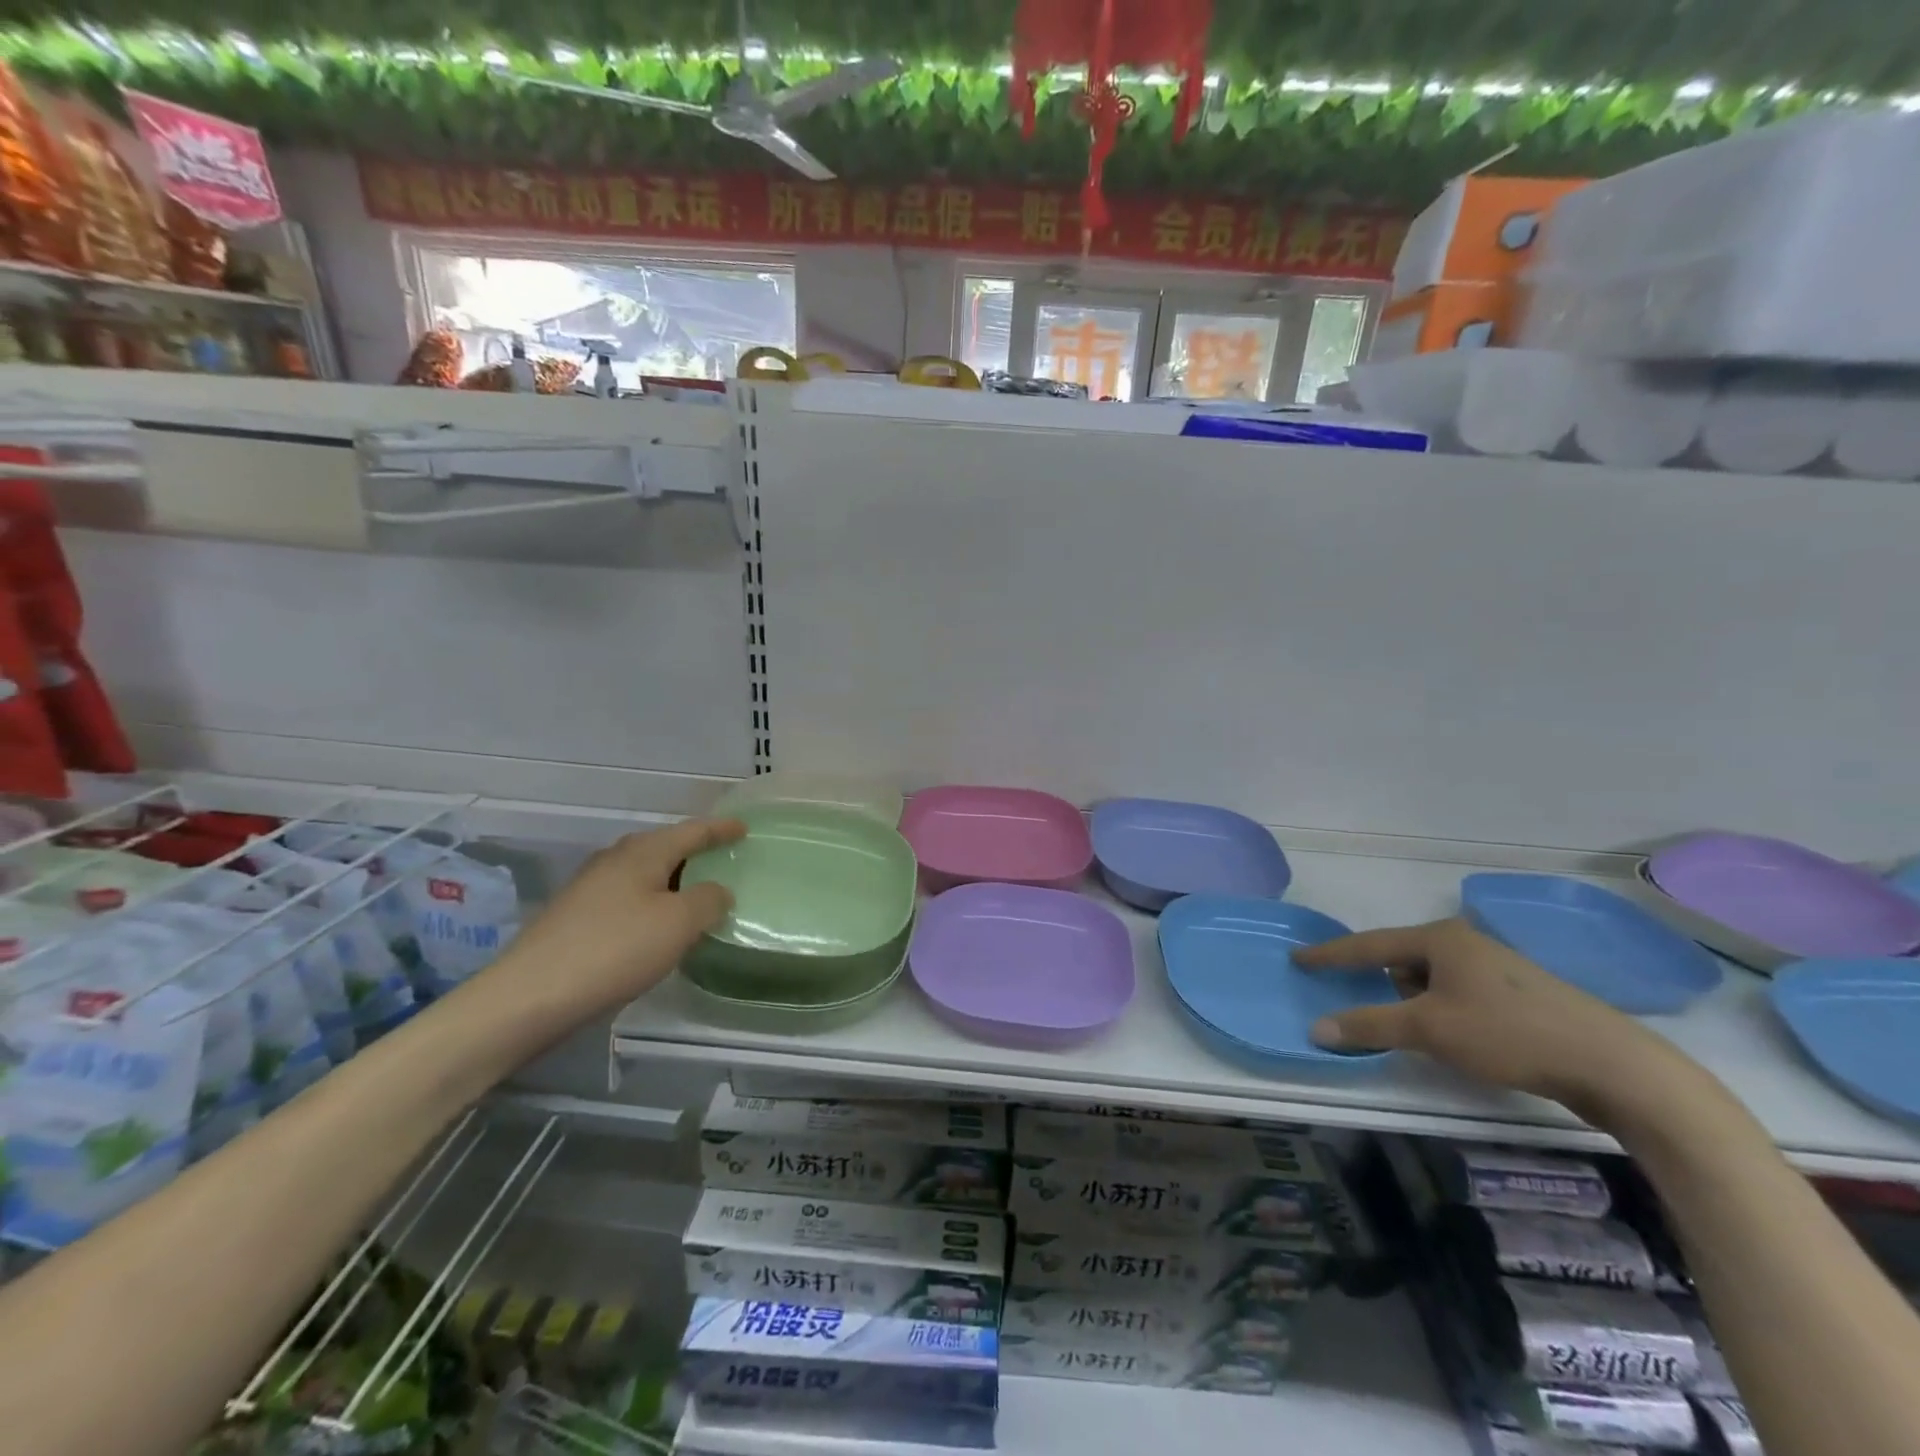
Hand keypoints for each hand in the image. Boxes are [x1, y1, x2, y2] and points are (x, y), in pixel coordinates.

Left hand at [477, 818, 745, 1020]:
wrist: (530, 996)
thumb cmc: (615, 949)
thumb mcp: (678, 923)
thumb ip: (708, 901)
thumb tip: (717, 891)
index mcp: (643, 852)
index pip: (691, 831)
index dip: (720, 829)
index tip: (743, 828)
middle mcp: (614, 860)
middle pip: (663, 847)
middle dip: (693, 851)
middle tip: (721, 859)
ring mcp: (589, 888)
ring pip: (642, 873)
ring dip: (671, 879)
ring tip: (694, 894)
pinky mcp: (574, 917)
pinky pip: (626, 897)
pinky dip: (650, 902)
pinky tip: (655, 925)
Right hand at [1295, 917, 1668, 1109]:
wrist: (1614, 1066)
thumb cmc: (1509, 1034)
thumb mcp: (1430, 1029)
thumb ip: (1370, 1025)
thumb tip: (1317, 1027)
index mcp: (1441, 938)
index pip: (1369, 945)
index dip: (1331, 955)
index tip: (1298, 958)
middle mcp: (1466, 943)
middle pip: (1402, 961)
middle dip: (1383, 986)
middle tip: (1367, 1008)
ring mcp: (1497, 968)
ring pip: (1433, 981)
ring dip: (1417, 1003)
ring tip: (1421, 1034)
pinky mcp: (1521, 996)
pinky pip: (1460, 996)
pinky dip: (1444, 1013)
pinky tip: (1457, 1040)